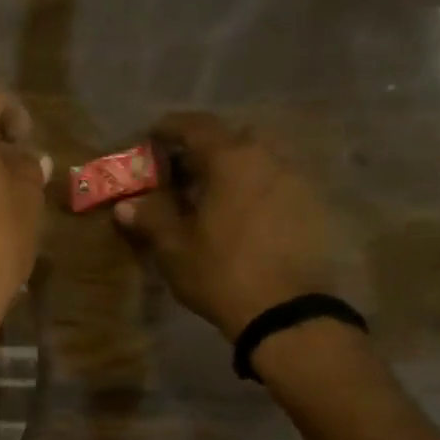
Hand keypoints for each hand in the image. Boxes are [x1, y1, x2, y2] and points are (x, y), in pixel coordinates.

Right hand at [113, 112, 334, 340]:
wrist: (286, 312)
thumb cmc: (221, 272)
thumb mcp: (175, 248)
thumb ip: (151, 218)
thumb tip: (127, 205)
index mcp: (232, 160)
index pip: (197, 126)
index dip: (171, 128)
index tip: (152, 136)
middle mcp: (268, 159)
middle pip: (231, 141)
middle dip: (203, 152)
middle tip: (180, 175)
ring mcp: (296, 182)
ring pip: (256, 164)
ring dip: (230, 174)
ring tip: (209, 200)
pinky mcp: (313, 208)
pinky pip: (274, 187)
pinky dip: (252, 193)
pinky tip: (239, 220)